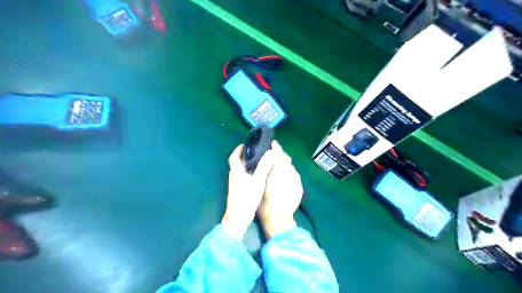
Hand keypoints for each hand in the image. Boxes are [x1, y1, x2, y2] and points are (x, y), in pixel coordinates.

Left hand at [220, 143, 273, 237]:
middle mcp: (234, 175)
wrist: (239, 217)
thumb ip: (264, 166)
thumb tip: (270, 152)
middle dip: (245, 155)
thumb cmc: (247, 197)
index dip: (238, 149)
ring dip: (248, 164)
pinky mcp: (239, 190)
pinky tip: (259, 174)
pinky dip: (250, 172)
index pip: (234, 156)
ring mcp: (236, 183)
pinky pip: (244, 176)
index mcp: (236, 171)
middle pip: (238, 162)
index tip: (246, 144)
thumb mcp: (258, 180)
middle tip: (257, 151)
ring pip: (242, 170)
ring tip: (260, 160)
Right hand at [257, 141, 301, 238]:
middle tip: (276, 153)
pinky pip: (296, 174)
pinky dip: (291, 171)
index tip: (274, 143)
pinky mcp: (299, 187)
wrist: (279, 220)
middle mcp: (285, 178)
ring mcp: (294, 183)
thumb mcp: (260, 189)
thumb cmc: (264, 206)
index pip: (277, 158)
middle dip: (282, 154)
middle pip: (286, 160)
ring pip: (292, 166)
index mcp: (274, 178)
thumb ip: (263, 175)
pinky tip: (287, 174)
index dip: (276, 149)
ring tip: (281, 164)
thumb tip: (265, 163)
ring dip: (286, 163)